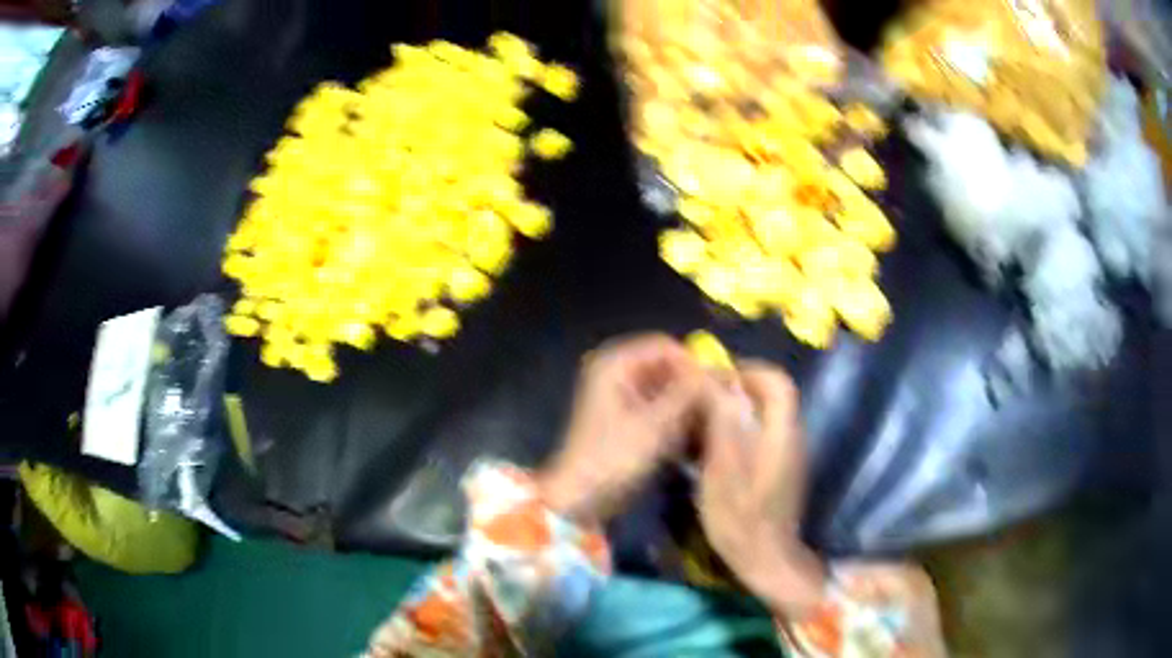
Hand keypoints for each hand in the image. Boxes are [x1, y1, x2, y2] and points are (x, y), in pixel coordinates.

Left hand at [538, 334, 704, 522]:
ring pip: (665, 387)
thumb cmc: (614, 458)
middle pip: (666, 366)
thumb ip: (688, 394)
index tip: (716, 389)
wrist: (580, 498)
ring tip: (705, 426)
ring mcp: (619, 395)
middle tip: (716, 410)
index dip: (692, 364)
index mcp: (615, 364)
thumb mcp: (656, 425)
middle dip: (691, 386)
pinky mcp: (625, 417)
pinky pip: (657, 406)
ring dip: (685, 404)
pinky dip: (674, 417)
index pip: (665, 346)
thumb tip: (719, 371)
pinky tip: (689, 437)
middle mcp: (616, 371)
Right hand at [695, 361, 825, 615]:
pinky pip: (763, 433)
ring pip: (767, 414)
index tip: (718, 377)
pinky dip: (741, 429)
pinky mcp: (781, 468)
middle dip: (740, 388)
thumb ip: (724, 425)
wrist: (765, 558)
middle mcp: (791, 436)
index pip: (777, 382)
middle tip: (706, 398)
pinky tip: (716, 448)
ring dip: (738, 408)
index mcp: (781, 433)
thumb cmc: (741, 518)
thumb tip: (719, 384)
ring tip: (705, 420)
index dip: (749, 371)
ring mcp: (787, 454)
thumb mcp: (724, 472)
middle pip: (773, 395)